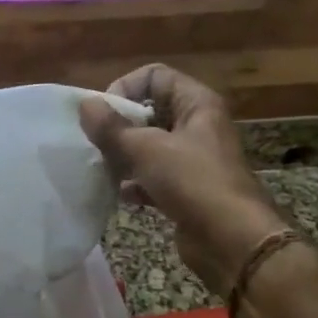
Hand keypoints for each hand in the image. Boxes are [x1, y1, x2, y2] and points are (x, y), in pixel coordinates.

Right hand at [79, 64, 285, 295]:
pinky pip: (152, 176)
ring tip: (101, 166)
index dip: (126, 88)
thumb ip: (111, 127)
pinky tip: (118, 194)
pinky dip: (134, 183)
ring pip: (148, 145)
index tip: (104, 114)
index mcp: (196, 104)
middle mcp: (197, 126)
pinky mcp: (187, 189)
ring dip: (123, 155)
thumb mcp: (146, 149)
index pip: (155, 76)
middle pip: (149, 111)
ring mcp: (193, 159)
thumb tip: (84, 104)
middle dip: (119, 125)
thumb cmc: (193, 182)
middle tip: (96, 142)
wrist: (232, 241)